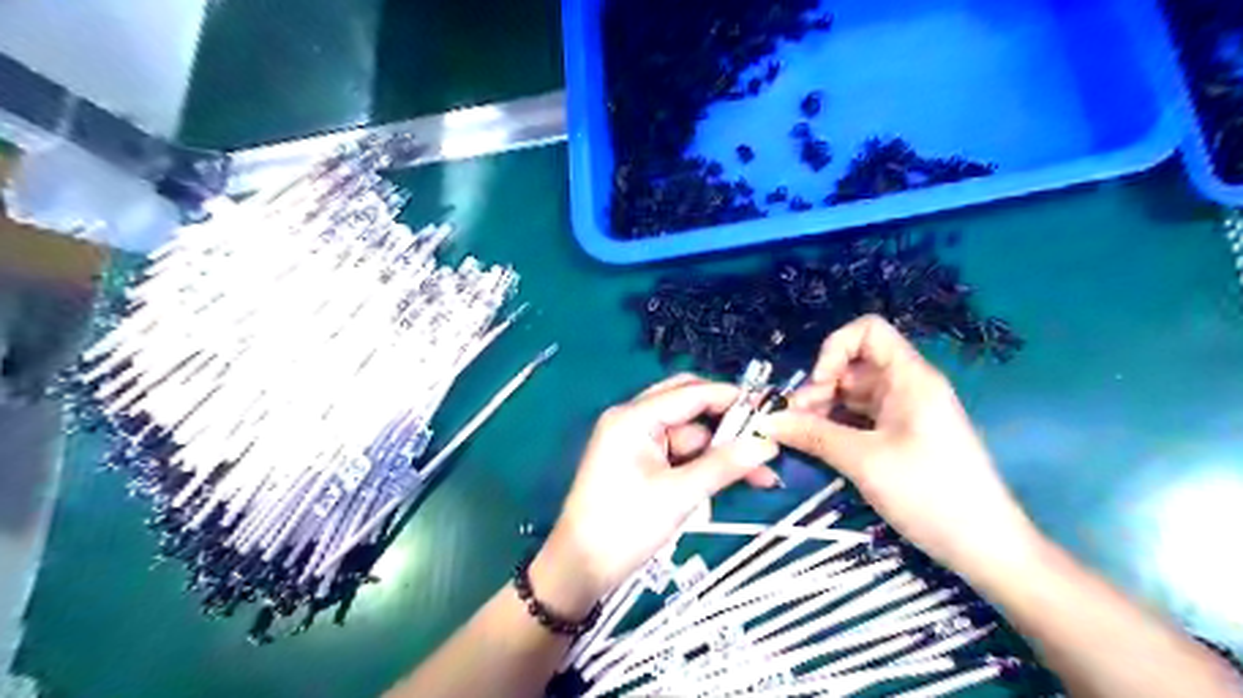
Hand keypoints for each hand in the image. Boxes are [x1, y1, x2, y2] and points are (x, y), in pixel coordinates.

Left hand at [530, 376, 772, 614]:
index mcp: (634, 417)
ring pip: (690, 435)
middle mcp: (634, 420)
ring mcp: (637, 442)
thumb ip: (724, 465)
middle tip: (765, 437)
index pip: (691, 393)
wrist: (580, 569)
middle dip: (727, 423)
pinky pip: (680, 454)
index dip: (732, 397)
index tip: (771, 407)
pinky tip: (733, 478)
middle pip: (690, 407)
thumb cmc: (624, 526)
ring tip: (762, 475)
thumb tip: (768, 444)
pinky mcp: (641, 463)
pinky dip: (704, 465)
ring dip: (721, 452)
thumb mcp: (678, 495)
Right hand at [769, 317, 1040, 577]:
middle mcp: (907, 387)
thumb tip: (766, 420)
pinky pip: (860, 419)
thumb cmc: (930, 494)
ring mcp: (905, 413)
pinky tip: (817, 446)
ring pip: (852, 395)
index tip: (819, 385)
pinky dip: (836, 427)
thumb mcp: (864, 461)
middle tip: (793, 422)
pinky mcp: (901, 437)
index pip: (868, 332)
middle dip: (818, 388)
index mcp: (909, 378)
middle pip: (853, 366)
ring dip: (822, 410)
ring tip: (799, 437)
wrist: (985, 547)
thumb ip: (812, 435)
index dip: (835, 349)